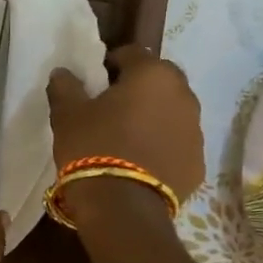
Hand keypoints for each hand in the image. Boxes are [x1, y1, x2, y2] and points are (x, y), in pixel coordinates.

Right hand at [47, 46, 205, 226]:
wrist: (123, 208)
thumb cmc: (93, 147)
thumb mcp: (68, 114)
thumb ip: (65, 86)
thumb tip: (63, 73)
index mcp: (153, 74)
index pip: (131, 53)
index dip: (110, 64)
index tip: (94, 82)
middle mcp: (184, 96)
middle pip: (158, 81)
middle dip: (138, 89)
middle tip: (111, 108)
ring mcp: (196, 131)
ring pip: (172, 112)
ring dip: (153, 117)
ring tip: (127, 138)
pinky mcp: (199, 163)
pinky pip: (178, 144)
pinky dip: (163, 146)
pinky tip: (141, 162)